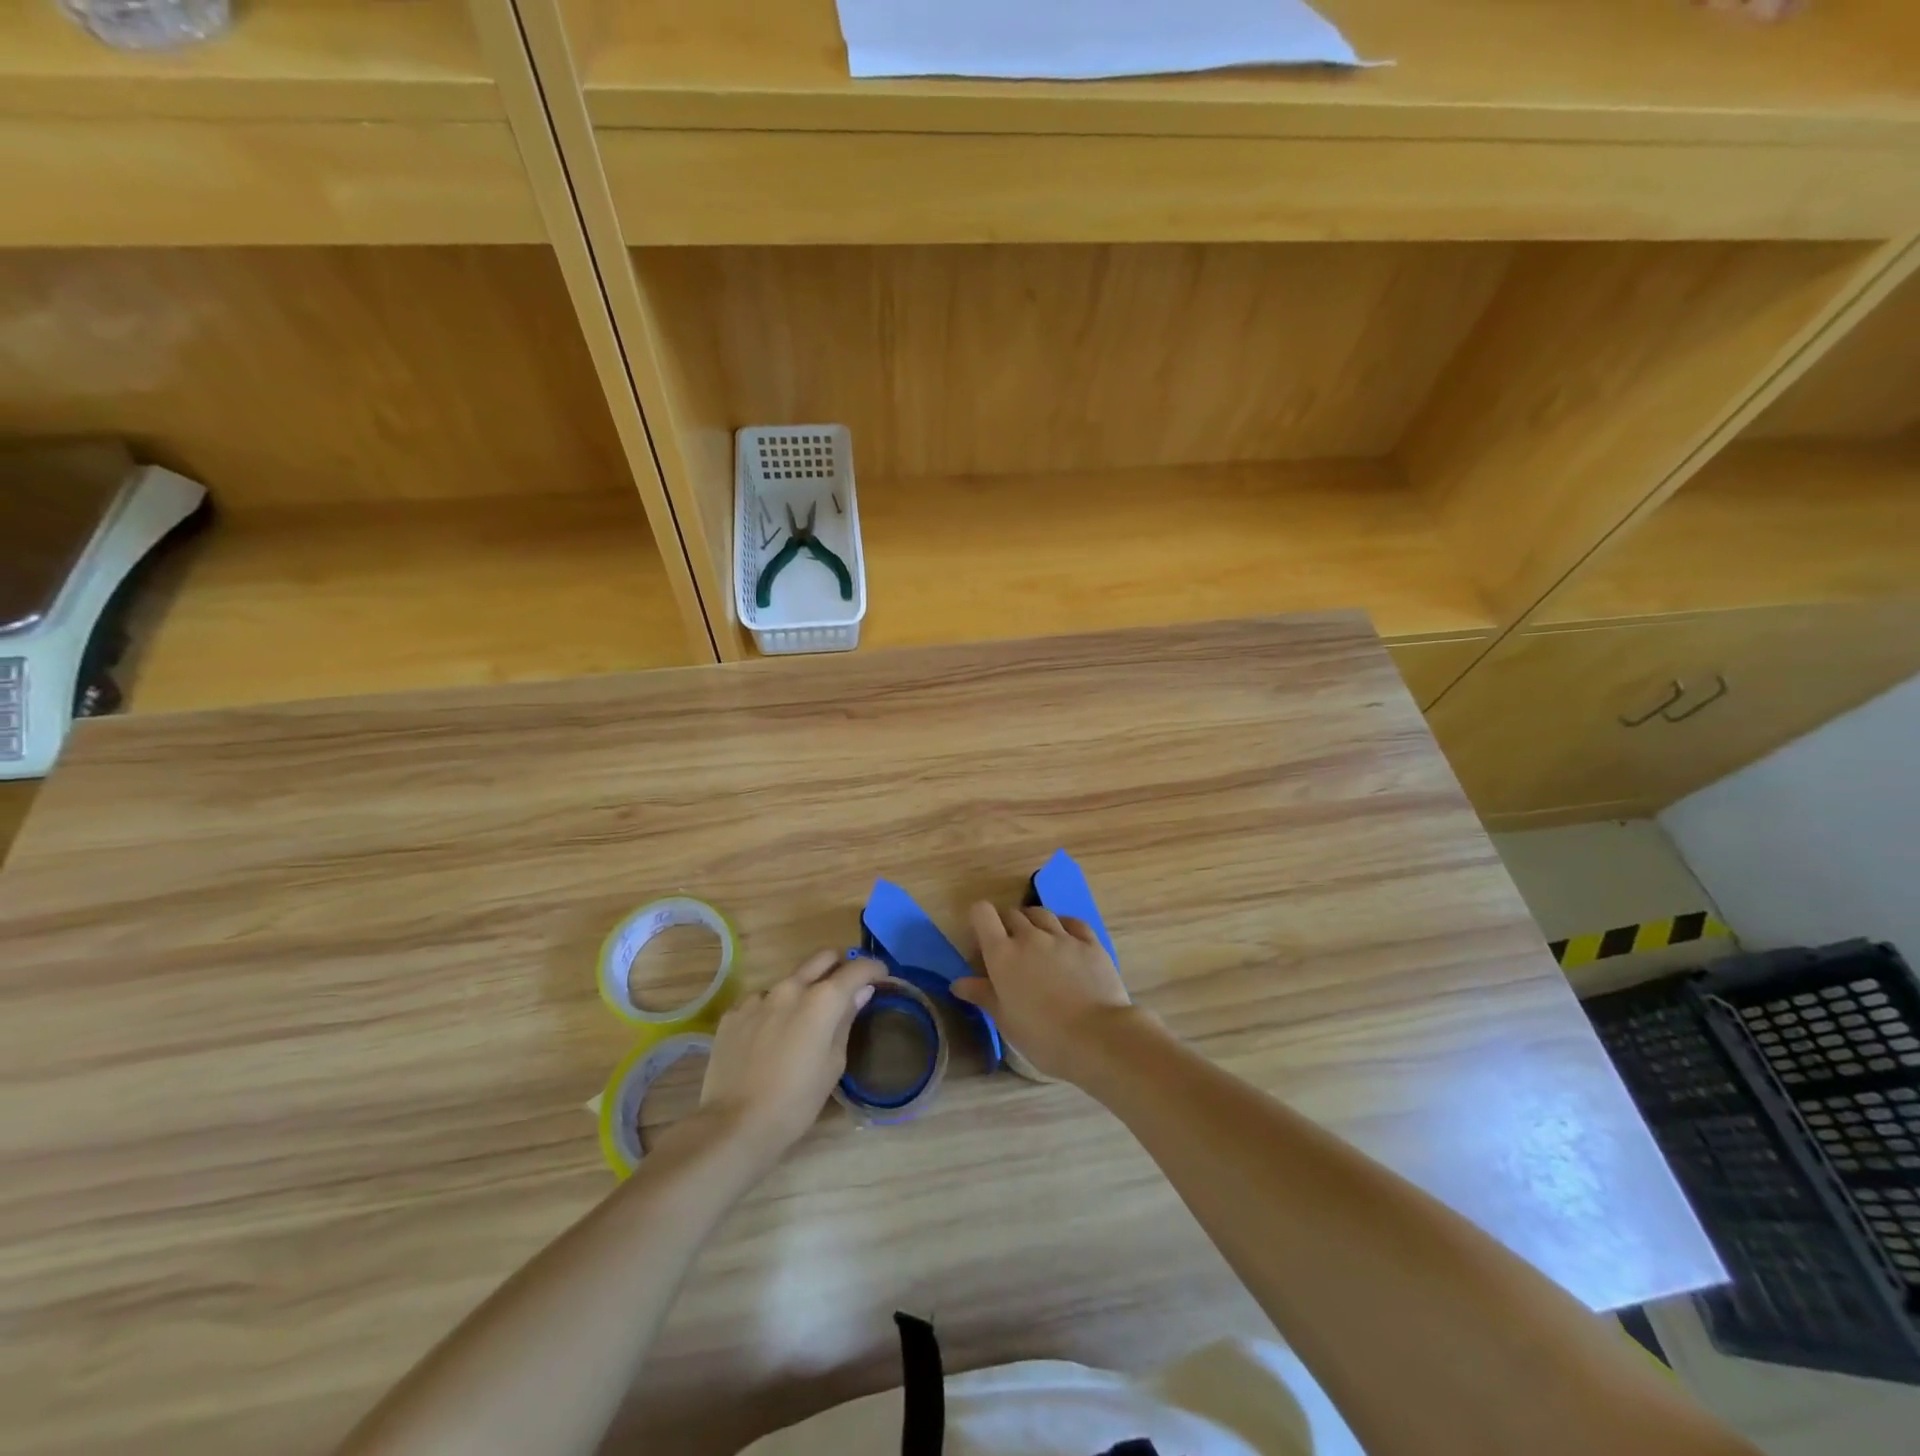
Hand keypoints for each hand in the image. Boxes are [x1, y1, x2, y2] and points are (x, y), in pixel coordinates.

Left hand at [700, 950, 884, 1160]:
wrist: (735, 1125)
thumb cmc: (797, 1101)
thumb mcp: (833, 1064)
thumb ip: (846, 1020)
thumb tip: (861, 992)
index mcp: (822, 999)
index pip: (857, 968)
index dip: (873, 969)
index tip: (880, 977)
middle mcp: (790, 987)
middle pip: (822, 958)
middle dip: (839, 966)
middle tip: (845, 989)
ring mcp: (758, 998)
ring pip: (790, 980)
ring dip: (802, 991)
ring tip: (801, 1023)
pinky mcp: (733, 1013)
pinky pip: (761, 1001)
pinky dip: (773, 1011)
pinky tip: (769, 1039)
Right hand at [953, 903, 1139, 1083]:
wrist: (1096, 1037)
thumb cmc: (1042, 1035)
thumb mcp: (1005, 1020)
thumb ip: (982, 995)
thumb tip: (958, 983)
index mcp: (1002, 954)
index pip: (982, 914)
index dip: (979, 919)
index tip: (982, 938)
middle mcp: (1030, 936)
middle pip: (1012, 913)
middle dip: (1006, 925)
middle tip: (1010, 949)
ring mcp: (1062, 936)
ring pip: (1041, 913)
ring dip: (1033, 921)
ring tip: (1037, 940)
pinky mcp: (1090, 942)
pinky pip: (1072, 922)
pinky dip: (1064, 925)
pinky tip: (1066, 938)